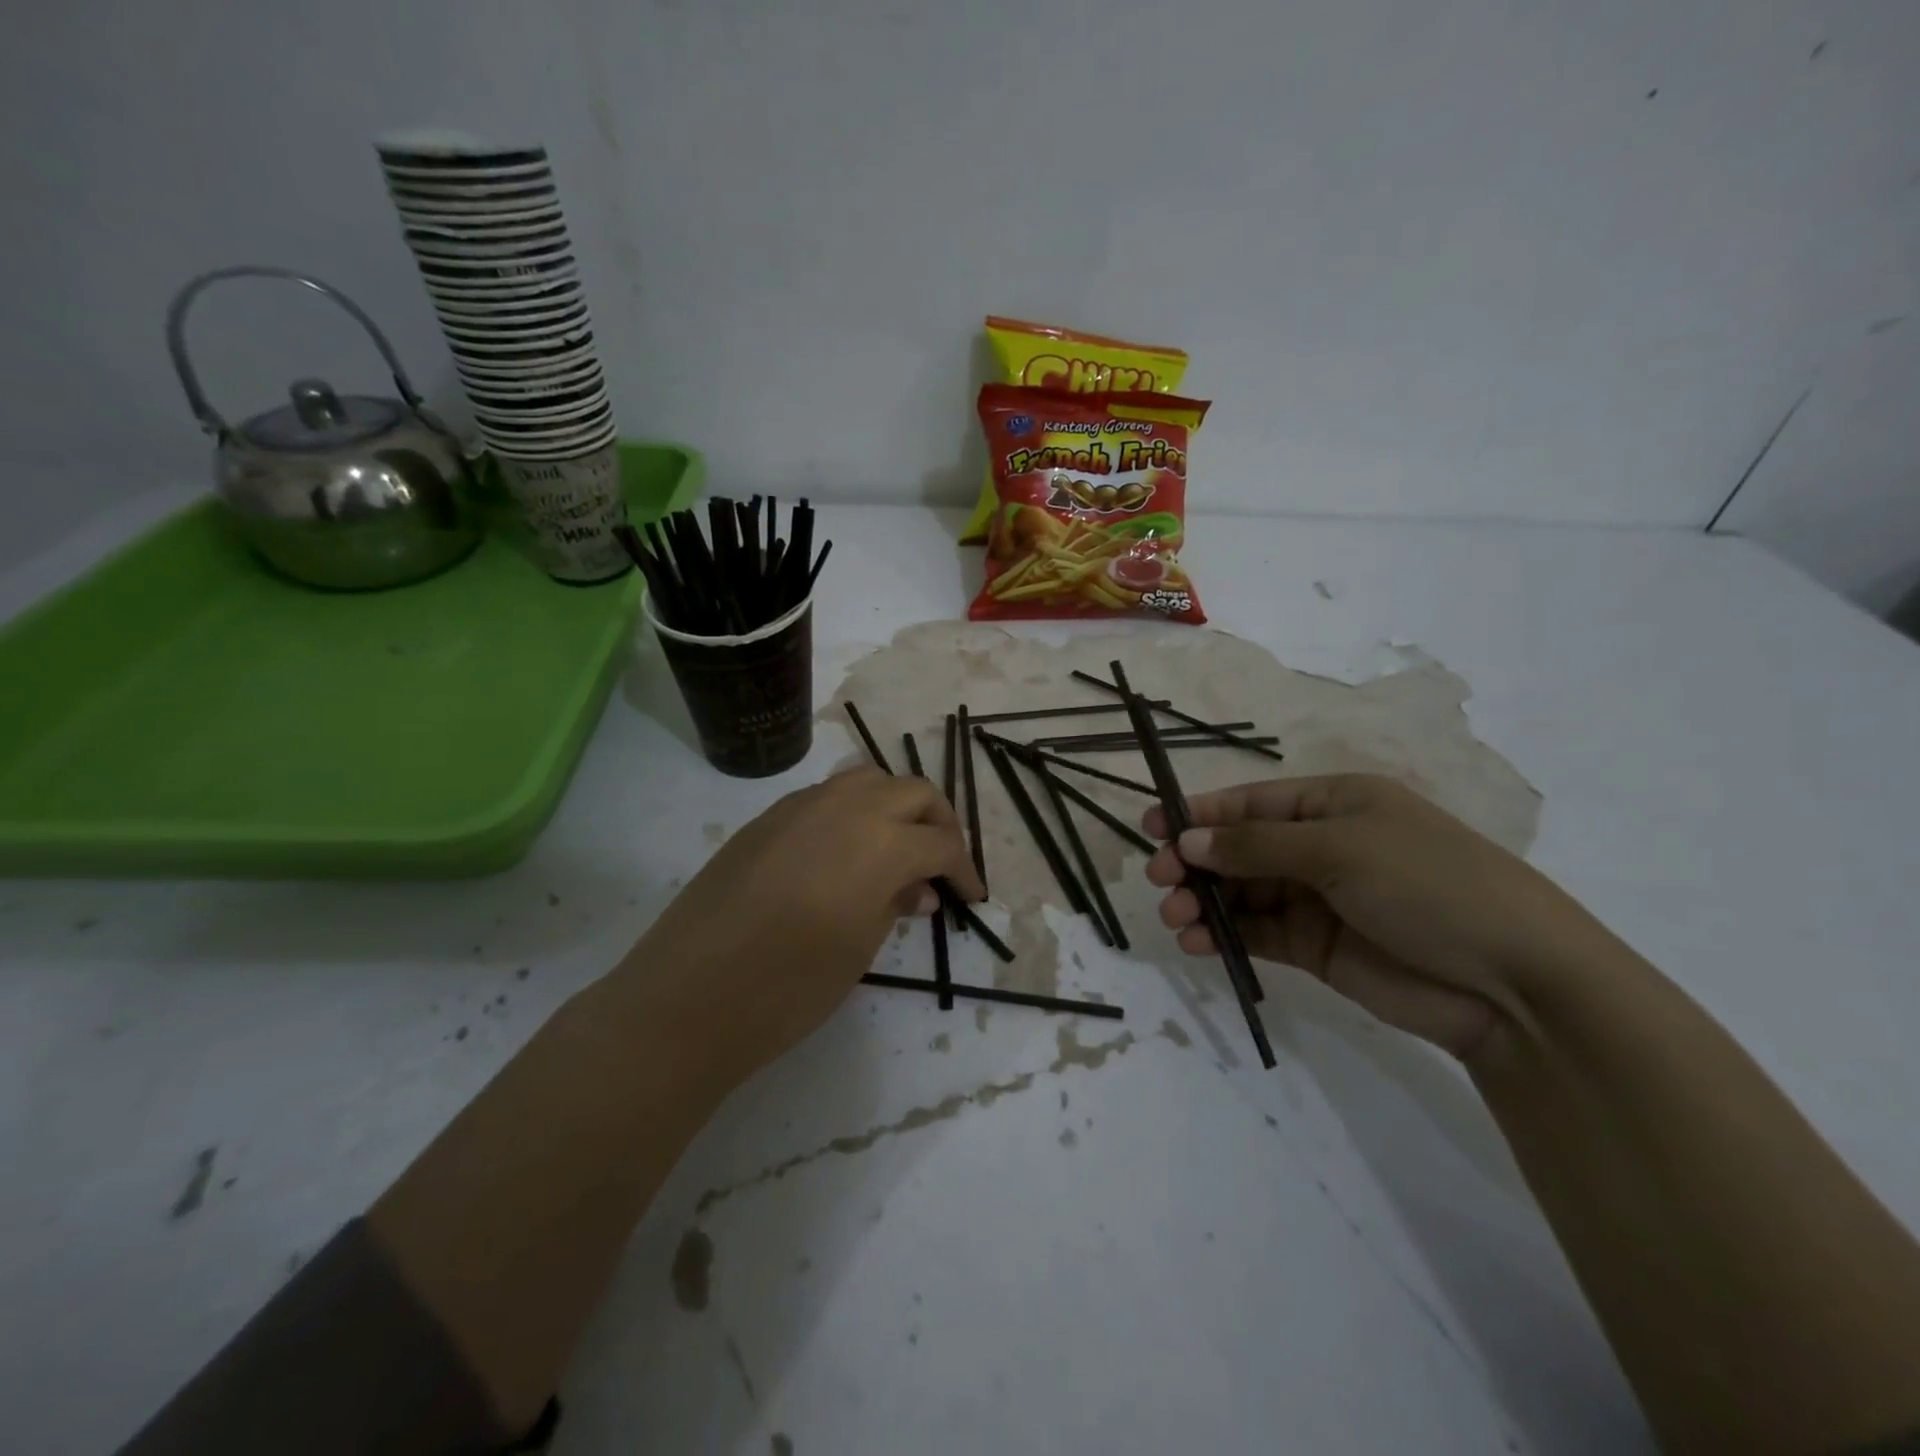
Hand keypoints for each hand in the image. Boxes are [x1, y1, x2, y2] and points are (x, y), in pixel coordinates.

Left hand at [618, 767, 984, 1087]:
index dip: (964, 869)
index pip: (941, 841)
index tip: (971, 896)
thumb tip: (917, 889)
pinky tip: (844, 853)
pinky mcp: (766, 818)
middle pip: (913, 791)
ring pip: (868, 780)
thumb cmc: (788, 986)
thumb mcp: (859, 949)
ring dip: (895, 806)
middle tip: (942, 863)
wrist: (687, 997)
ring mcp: (800, 805)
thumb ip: (895, 905)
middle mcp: (846, 807)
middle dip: (938, 822)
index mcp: (881, 841)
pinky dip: (852, 812)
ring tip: (897, 848)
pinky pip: (826, 796)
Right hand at [1144, 774, 1603, 1058]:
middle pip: (1239, 848)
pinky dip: (1224, 937)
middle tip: (1158, 880)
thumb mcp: (1340, 850)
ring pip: (1242, 893)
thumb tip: (1187, 841)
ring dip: (1204, 902)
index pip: (1252, 803)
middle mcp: (1321, 846)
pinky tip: (1198, 943)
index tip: (1152, 828)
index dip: (1200, 813)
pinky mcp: (1316, 947)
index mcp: (1334, 804)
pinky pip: (1257, 933)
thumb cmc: (1427, 884)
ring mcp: (1318, 899)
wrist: (1513, 983)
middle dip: (1195, 862)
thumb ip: (1256, 846)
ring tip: (1175, 917)